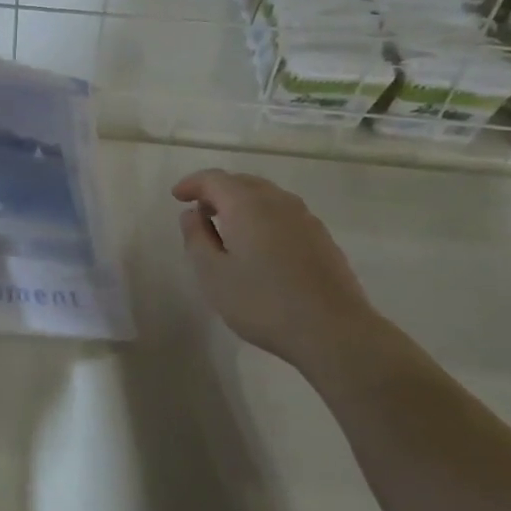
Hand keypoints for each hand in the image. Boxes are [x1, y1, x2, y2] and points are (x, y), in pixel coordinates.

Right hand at [172, 170, 382, 376]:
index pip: (214, 179)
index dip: (192, 184)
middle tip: (200, 211)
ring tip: (227, 227)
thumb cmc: (263, 302)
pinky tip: (260, 244)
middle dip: (217, 191)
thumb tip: (192, 214)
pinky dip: (263, 217)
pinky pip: (284, 214)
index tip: (177, 197)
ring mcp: (305, 218)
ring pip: (266, 196)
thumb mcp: (213, 274)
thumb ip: (197, 238)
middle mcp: (278, 201)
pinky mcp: (322, 237)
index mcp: (247, 204)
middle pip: (242, 182)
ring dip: (242, 203)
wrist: (333, 330)